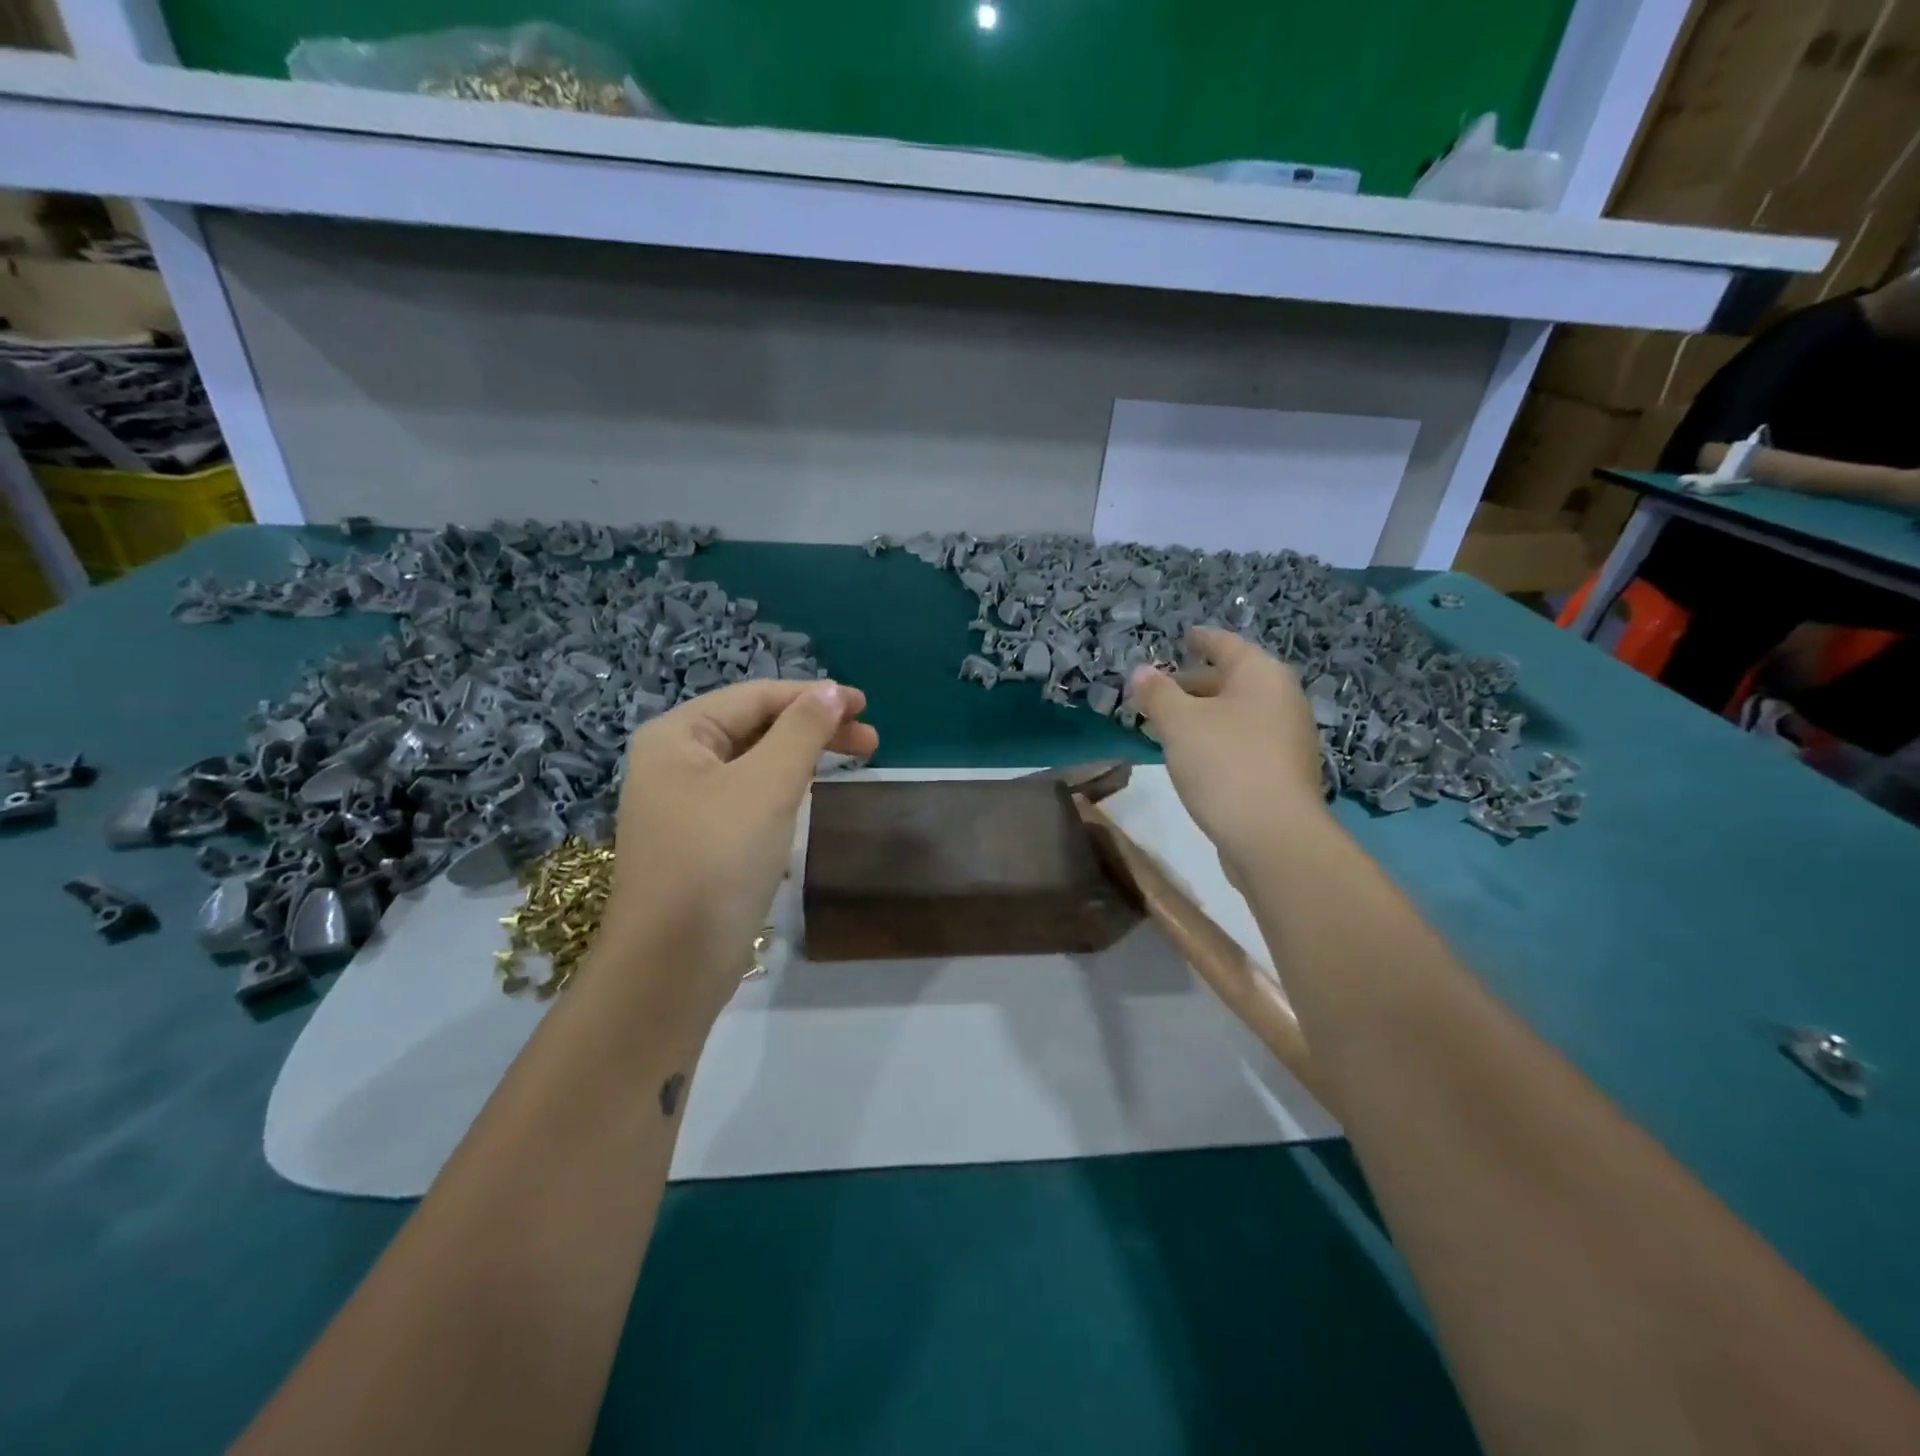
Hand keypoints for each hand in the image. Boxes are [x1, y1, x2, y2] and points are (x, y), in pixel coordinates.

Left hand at [597, 679, 877, 1018]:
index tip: (866, 706)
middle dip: (813, 729)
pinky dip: (783, 789)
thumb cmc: (717, 860)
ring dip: (803, 758)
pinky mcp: (700, 841)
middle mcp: (674, 762)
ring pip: (754, 763)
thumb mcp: (766, 786)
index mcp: (678, 736)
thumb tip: (832, 691)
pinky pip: (748, 797)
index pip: (755, 697)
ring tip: (853, 764)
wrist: (672, 964)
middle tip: (871, 742)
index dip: (813, 696)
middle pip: (755, 727)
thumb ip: (802, 731)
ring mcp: (684, 804)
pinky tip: (808, 797)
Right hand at [1126, 628, 1325, 875]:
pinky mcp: (1283, 772)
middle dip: (1195, 683)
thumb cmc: (1224, 764)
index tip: (1184, 637)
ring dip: (1204, 714)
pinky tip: (1193, 756)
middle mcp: (1282, 699)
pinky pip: (1244, 740)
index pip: (1226, 645)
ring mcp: (1287, 737)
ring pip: (1237, 713)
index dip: (1202, 640)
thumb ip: (1157, 693)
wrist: (1273, 835)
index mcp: (1261, 675)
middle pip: (1233, 680)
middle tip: (1160, 689)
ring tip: (1168, 724)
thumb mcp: (1179, 723)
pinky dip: (1217, 738)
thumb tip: (1141, 671)